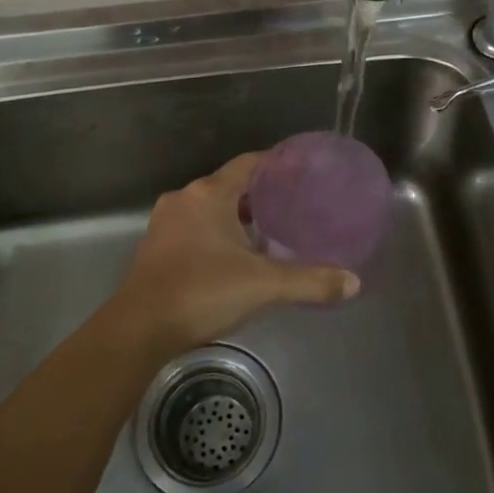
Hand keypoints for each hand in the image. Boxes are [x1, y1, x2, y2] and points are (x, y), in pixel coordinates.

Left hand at [104, 153, 360, 351]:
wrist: (140, 329)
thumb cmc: (203, 292)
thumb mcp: (264, 286)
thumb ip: (310, 282)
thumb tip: (353, 283)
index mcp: (209, 194)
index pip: (249, 163)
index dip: (276, 164)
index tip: (300, 172)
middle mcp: (185, 199)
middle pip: (229, 185)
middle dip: (259, 195)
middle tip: (291, 206)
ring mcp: (165, 222)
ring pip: (209, 208)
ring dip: (235, 216)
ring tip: (267, 233)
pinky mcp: (155, 247)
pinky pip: (193, 227)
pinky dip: (215, 233)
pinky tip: (234, 256)